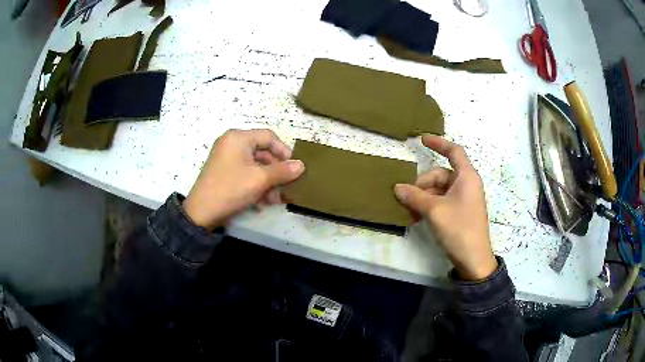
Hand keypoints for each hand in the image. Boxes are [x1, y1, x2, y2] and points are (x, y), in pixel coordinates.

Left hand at [183, 129, 304, 230]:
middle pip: (262, 153)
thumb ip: (283, 171)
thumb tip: (301, 165)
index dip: (284, 151)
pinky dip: (256, 186)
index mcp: (238, 138)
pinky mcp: (224, 173)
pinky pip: (246, 174)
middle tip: (286, 187)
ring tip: (274, 200)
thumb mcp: (260, 179)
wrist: (201, 213)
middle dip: (276, 172)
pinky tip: (261, 203)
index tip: (294, 168)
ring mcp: (226, 159)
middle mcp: (232, 144)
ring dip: (268, 183)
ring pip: (255, 166)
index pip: (269, 137)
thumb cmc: (231, 189)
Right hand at [394, 135, 496, 280]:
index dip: (438, 143)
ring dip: (423, 199)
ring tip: (409, 213)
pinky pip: (441, 202)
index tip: (421, 140)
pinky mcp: (460, 212)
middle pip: (440, 175)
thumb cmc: (459, 228)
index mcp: (467, 177)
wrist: (473, 259)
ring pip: (438, 190)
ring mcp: (463, 199)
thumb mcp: (434, 211)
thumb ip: (415, 196)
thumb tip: (397, 187)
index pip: (454, 151)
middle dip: (422, 185)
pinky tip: (416, 218)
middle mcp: (466, 184)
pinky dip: (429, 207)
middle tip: (406, 198)